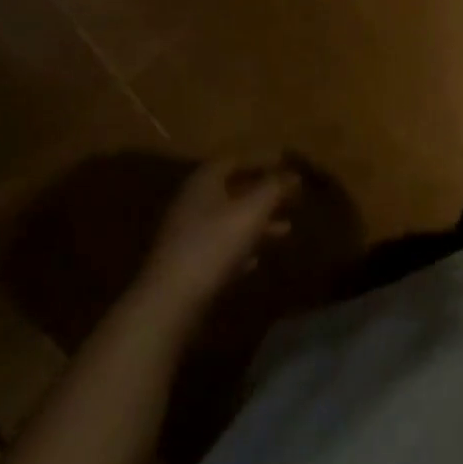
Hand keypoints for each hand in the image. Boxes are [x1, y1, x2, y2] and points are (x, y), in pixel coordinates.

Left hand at [139, 158, 299, 313]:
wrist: (168, 303)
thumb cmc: (214, 245)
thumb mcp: (252, 211)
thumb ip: (275, 188)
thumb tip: (294, 174)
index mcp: (204, 181)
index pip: (235, 160)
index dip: (262, 162)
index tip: (286, 169)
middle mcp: (192, 202)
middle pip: (233, 191)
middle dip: (263, 195)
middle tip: (291, 200)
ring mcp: (186, 235)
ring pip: (228, 220)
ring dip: (257, 223)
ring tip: (285, 231)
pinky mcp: (185, 265)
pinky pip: (219, 248)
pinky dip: (240, 248)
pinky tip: (255, 261)